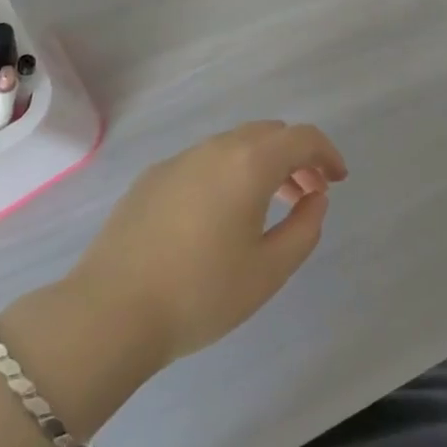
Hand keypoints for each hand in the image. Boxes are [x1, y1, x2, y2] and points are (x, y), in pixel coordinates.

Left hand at [65, 121, 348, 366]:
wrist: (109, 312)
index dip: (327, 154)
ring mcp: (180, 159)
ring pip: (234, 145)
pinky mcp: (153, 176)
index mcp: (250, 162)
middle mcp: (216, 147)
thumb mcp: (268, 271)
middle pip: (269, 134)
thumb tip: (314, 198)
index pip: (302, 137)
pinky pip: (204, 161)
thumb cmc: (200, 294)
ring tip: (267, 206)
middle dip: (295, 158)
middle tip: (306, 195)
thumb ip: (304, 228)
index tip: (337, 180)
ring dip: (261, 164)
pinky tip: (218, 216)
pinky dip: (227, 173)